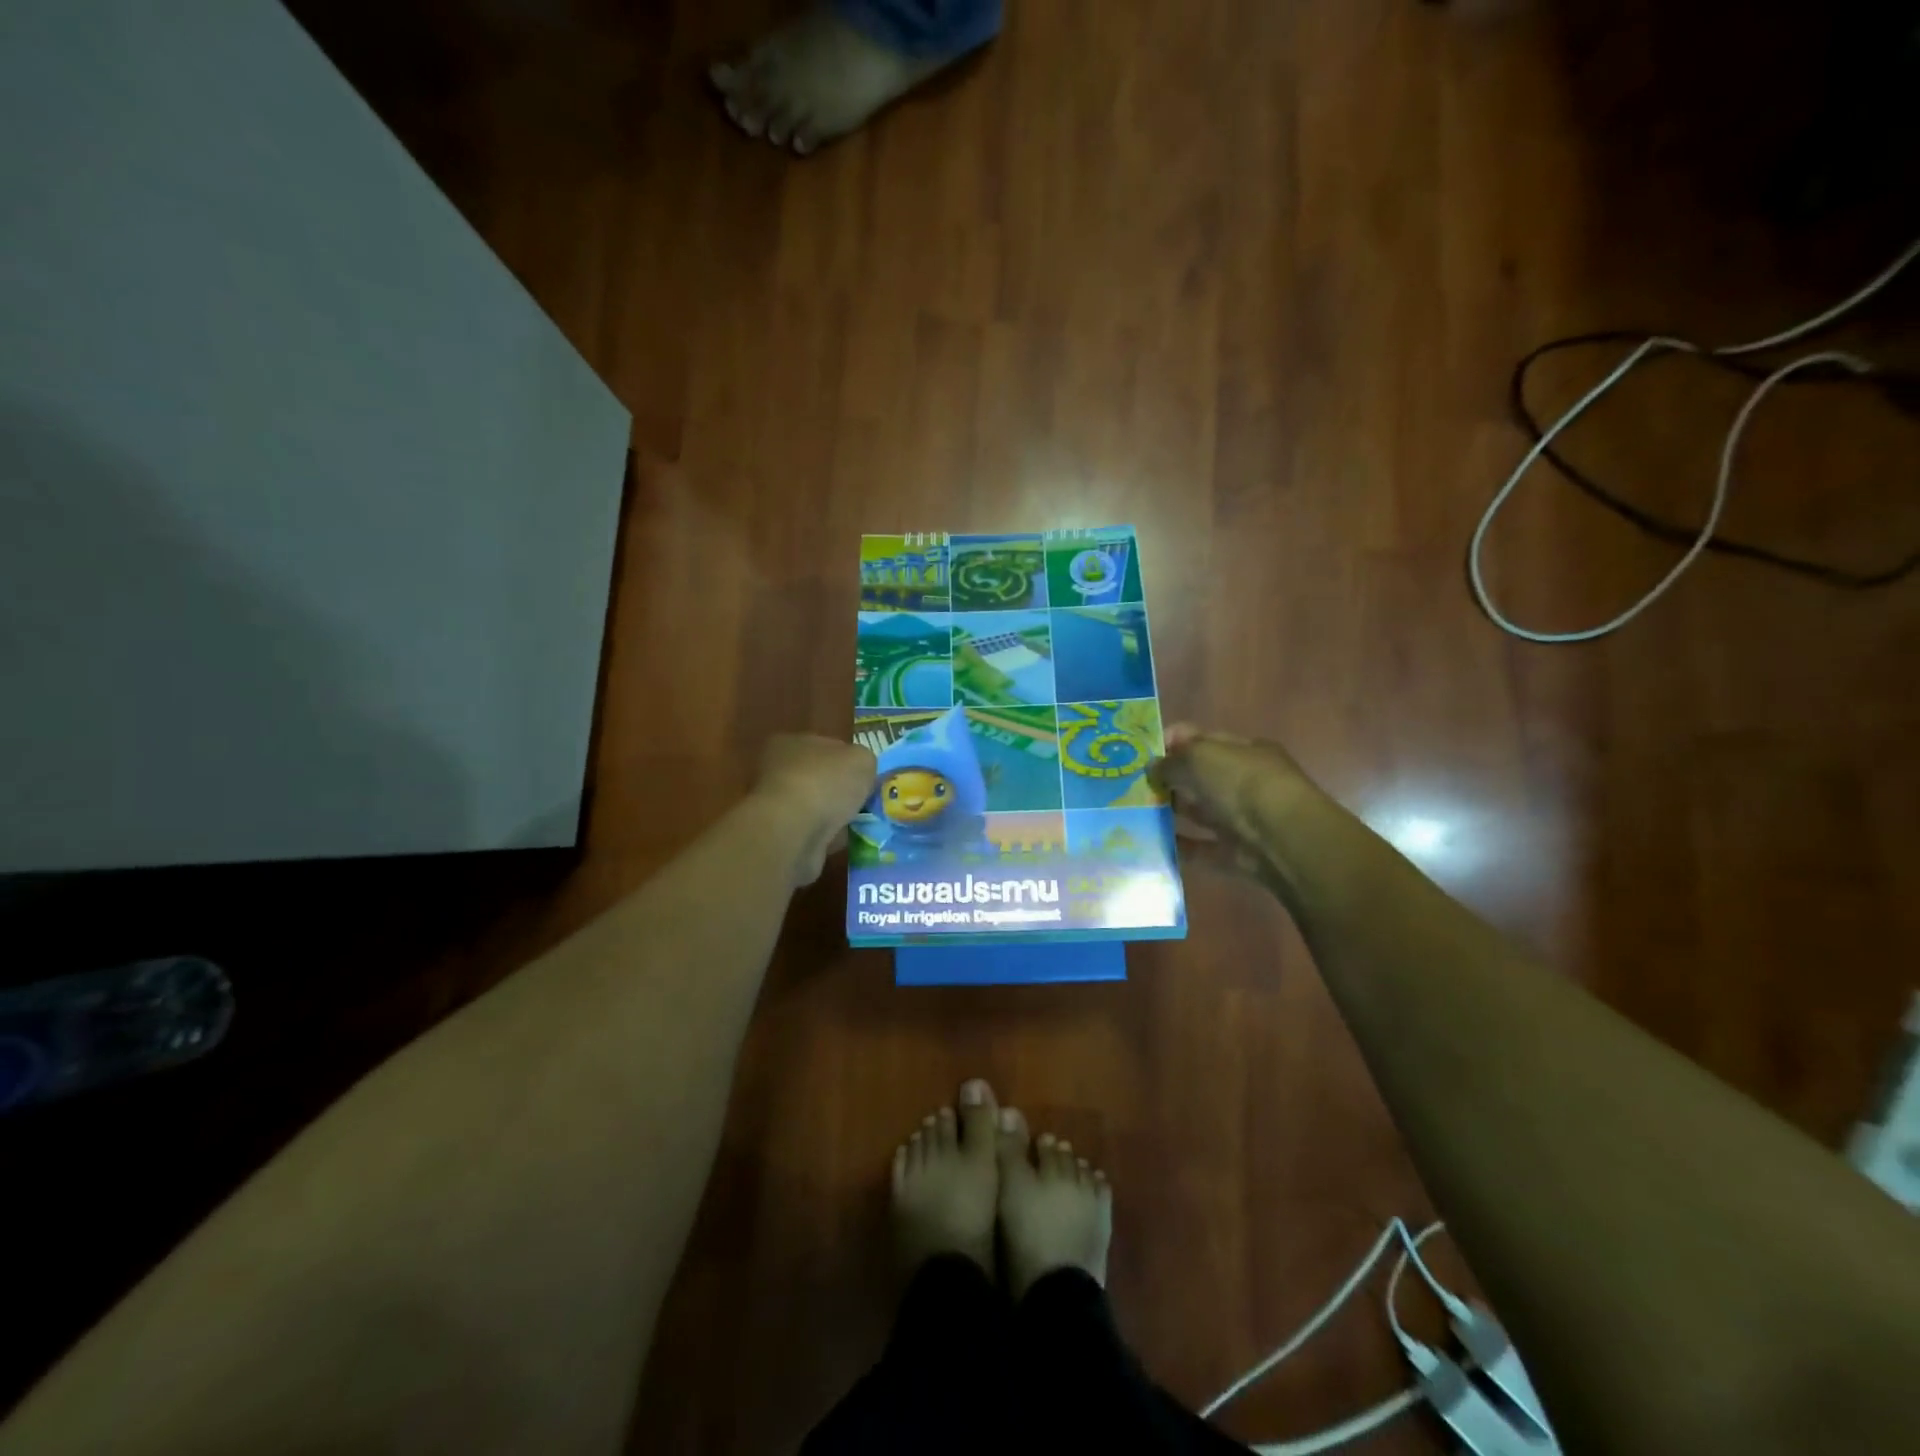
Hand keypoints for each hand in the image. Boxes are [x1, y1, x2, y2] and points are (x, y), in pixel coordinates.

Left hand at [754, 735, 876, 884]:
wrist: (795, 831)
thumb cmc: (826, 783)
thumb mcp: (861, 758)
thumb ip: (863, 761)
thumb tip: (861, 772)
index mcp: (791, 743)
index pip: (824, 746)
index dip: (847, 759)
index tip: (866, 775)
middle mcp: (778, 771)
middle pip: (819, 778)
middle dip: (842, 790)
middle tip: (868, 800)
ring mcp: (777, 806)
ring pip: (817, 807)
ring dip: (836, 815)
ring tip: (863, 822)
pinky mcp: (782, 836)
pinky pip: (814, 833)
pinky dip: (831, 837)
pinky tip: (849, 840)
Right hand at [1150, 725, 1316, 885]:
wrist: (1281, 838)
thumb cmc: (1241, 782)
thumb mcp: (1200, 757)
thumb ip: (1172, 760)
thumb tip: (1152, 767)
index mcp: (1243, 750)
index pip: (1203, 740)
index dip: (1173, 742)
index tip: (1142, 752)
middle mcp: (1244, 782)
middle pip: (1199, 777)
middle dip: (1168, 778)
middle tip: (1131, 784)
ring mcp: (1240, 819)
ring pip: (1199, 812)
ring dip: (1170, 811)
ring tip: (1134, 811)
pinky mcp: (1234, 853)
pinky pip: (1200, 848)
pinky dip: (1179, 845)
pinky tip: (1151, 841)